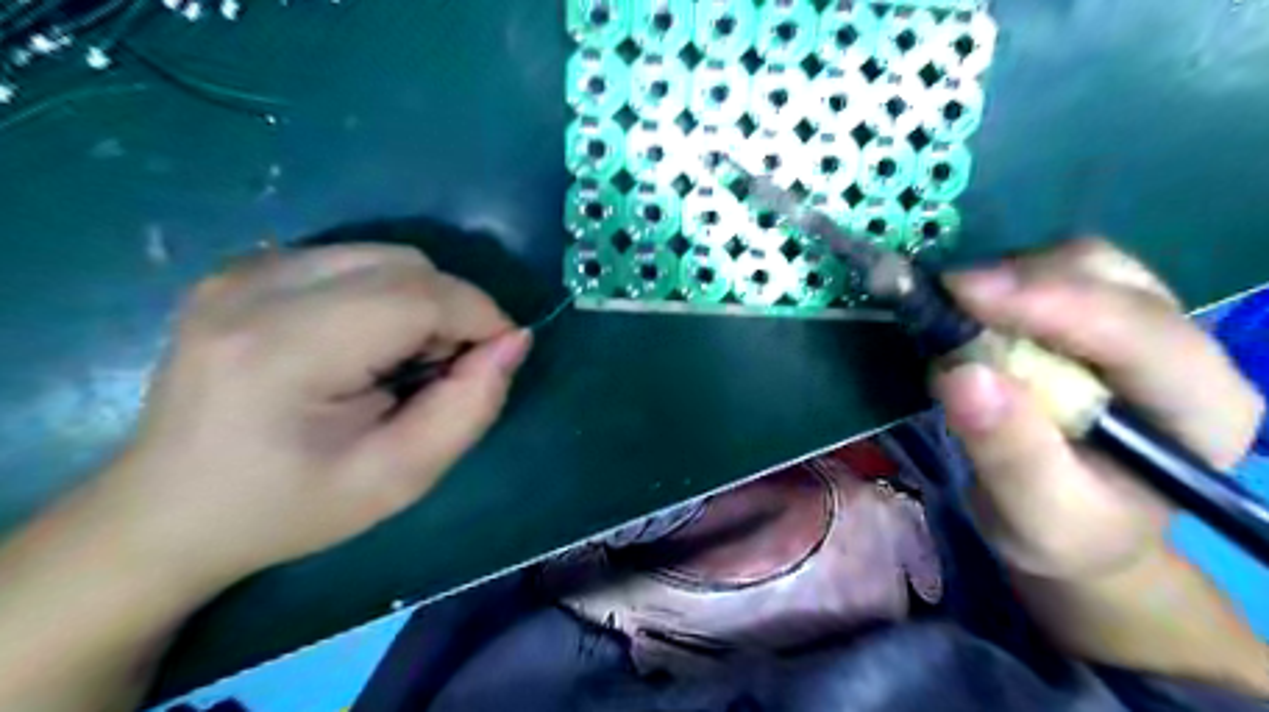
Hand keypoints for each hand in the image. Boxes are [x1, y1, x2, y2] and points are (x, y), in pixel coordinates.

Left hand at [94, 249, 531, 592]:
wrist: (167, 511)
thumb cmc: (290, 508)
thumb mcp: (400, 477)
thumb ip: (470, 406)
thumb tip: (514, 341)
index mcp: (286, 350)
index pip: (419, 296)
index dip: (480, 317)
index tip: (500, 358)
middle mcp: (255, 288)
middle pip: (406, 266)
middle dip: (452, 310)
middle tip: (445, 371)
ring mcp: (241, 272)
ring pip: (384, 257)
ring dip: (420, 301)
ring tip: (403, 360)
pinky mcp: (242, 270)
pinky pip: (352, 261)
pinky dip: (385, 295)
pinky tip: (365, 344)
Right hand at [931, 238, 1262, 577]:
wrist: (1071, 519)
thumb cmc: (1063, 530)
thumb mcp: (1035, 517)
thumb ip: (1008, 453)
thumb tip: (960, 374)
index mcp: (1201, 412)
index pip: (1141, 335)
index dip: (1053, 304)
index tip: (964, 293)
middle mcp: (1187, 355)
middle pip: (1114, 280)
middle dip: (1025, 282)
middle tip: (946, 300)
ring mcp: (1145, 325)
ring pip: (1084, 262)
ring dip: (1011, 277)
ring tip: (955, 311)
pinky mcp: (1101, 315)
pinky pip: (1055, 270)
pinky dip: (1007, 280)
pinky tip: (974, 311)